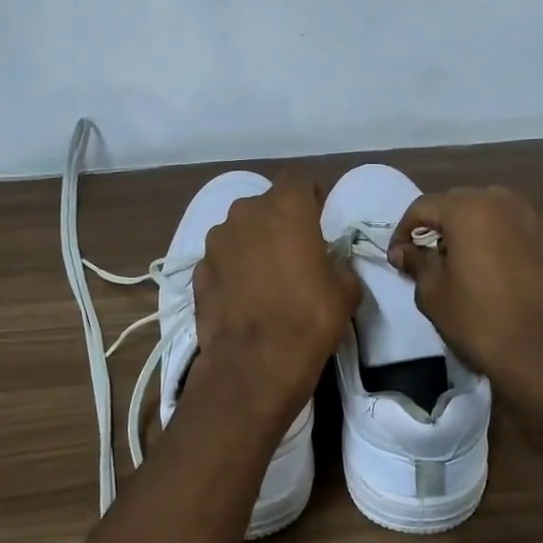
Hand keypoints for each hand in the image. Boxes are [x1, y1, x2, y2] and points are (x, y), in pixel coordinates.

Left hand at [190, 176, 358, 425]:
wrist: (253, 363)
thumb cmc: (309, 318)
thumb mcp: (346, 289)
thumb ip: (336, 262)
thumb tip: (327, 263)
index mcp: (286, 207)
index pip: (299, 180)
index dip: (311, 196)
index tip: (319, 218)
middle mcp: (245, 213)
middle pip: (266, 205)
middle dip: (280, 221)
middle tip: (295, 251)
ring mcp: (215, 241)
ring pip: (239, 231)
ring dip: (253, 244)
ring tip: (266, 277)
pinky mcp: (197, 270)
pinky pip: (222, 260)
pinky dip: (232, 270)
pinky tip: (244, 298)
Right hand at [387, 187, 542, 401]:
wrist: (541, 355)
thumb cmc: (477, 320)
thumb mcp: (433, 293)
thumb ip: (417, 262)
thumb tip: (403, 251)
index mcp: (470, 209)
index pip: (424, 206)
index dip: (404, 230)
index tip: (397, 257)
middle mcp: (506, 204)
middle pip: (461, 203)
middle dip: (440, 225)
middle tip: (428, 256)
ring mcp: (536, 222)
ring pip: (494, 214)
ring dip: (473, 231)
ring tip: (464, 262)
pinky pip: (519, 234)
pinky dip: (502, 245)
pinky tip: (498, 275)